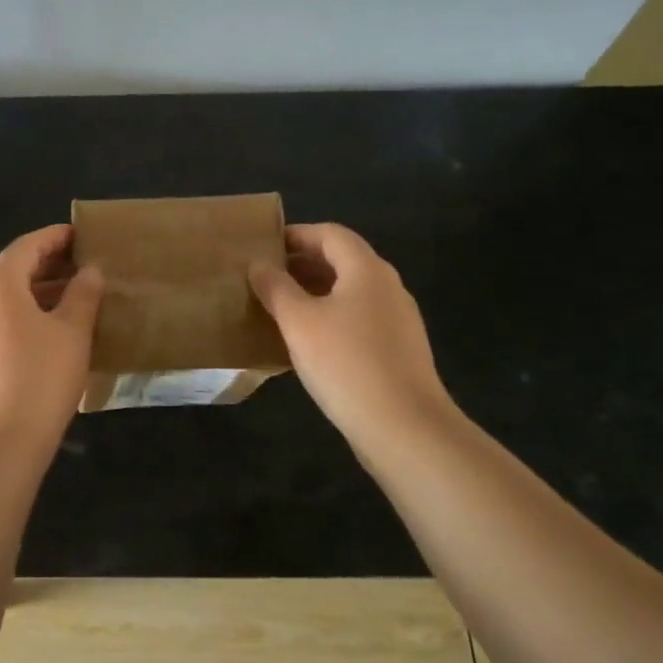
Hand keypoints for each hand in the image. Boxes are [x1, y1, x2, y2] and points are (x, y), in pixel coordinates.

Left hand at [0, 224, 104, 453]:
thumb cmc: (39, 378)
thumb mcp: (72, 332)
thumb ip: (83, 294)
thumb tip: (90, 270)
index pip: (26, 246)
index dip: (55, 238)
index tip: (80, 236)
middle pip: (11, 271)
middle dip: (47, 266)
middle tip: (81, 268)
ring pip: (3, 300)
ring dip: (35, 294)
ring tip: (70, 303)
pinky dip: (21, 318)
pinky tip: (46, 336)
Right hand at [250, 223, 457, 455]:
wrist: (404, 428)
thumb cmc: (345, 363)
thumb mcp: (298, 322)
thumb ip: (275, 288)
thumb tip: (258, 265)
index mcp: (367, 270)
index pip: (330, 234)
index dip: (296, 235)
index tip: (264, 246)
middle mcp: (388, 287)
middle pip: (343, 261)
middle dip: (303, 264)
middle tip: (265, 277)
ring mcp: (398, 320)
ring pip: (350, 292)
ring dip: (315, 292)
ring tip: (280, 308)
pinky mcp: (399, 351)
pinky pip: (359, 320)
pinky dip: (331, 318)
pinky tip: (308, 343)